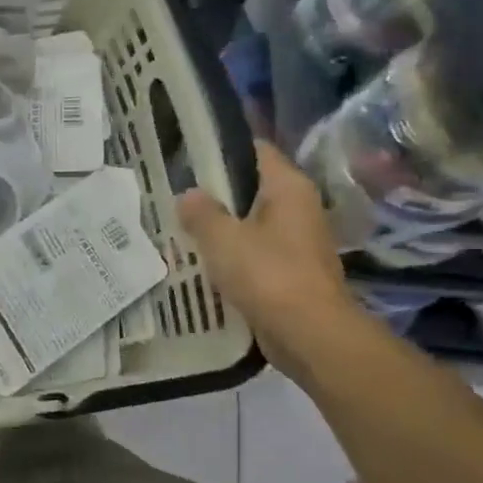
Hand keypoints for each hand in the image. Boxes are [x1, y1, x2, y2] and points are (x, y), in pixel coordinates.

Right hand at [174, 140, 362, 378]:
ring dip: (221, 226)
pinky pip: (254, 251)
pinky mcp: (290, 270)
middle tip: (174, 194)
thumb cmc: (267, 274)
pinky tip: (201, 260)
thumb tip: (188, 195)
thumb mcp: (222, 238)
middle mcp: (298, 207)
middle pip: (251, 187)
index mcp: (288, 187)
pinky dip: (231, 253)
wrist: (309, 333)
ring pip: (251, 222)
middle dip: (214, 192)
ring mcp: (297, 240)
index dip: (220, 149)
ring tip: (180, 227)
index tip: (185, 154)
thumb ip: (200, 212)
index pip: (255, 150)